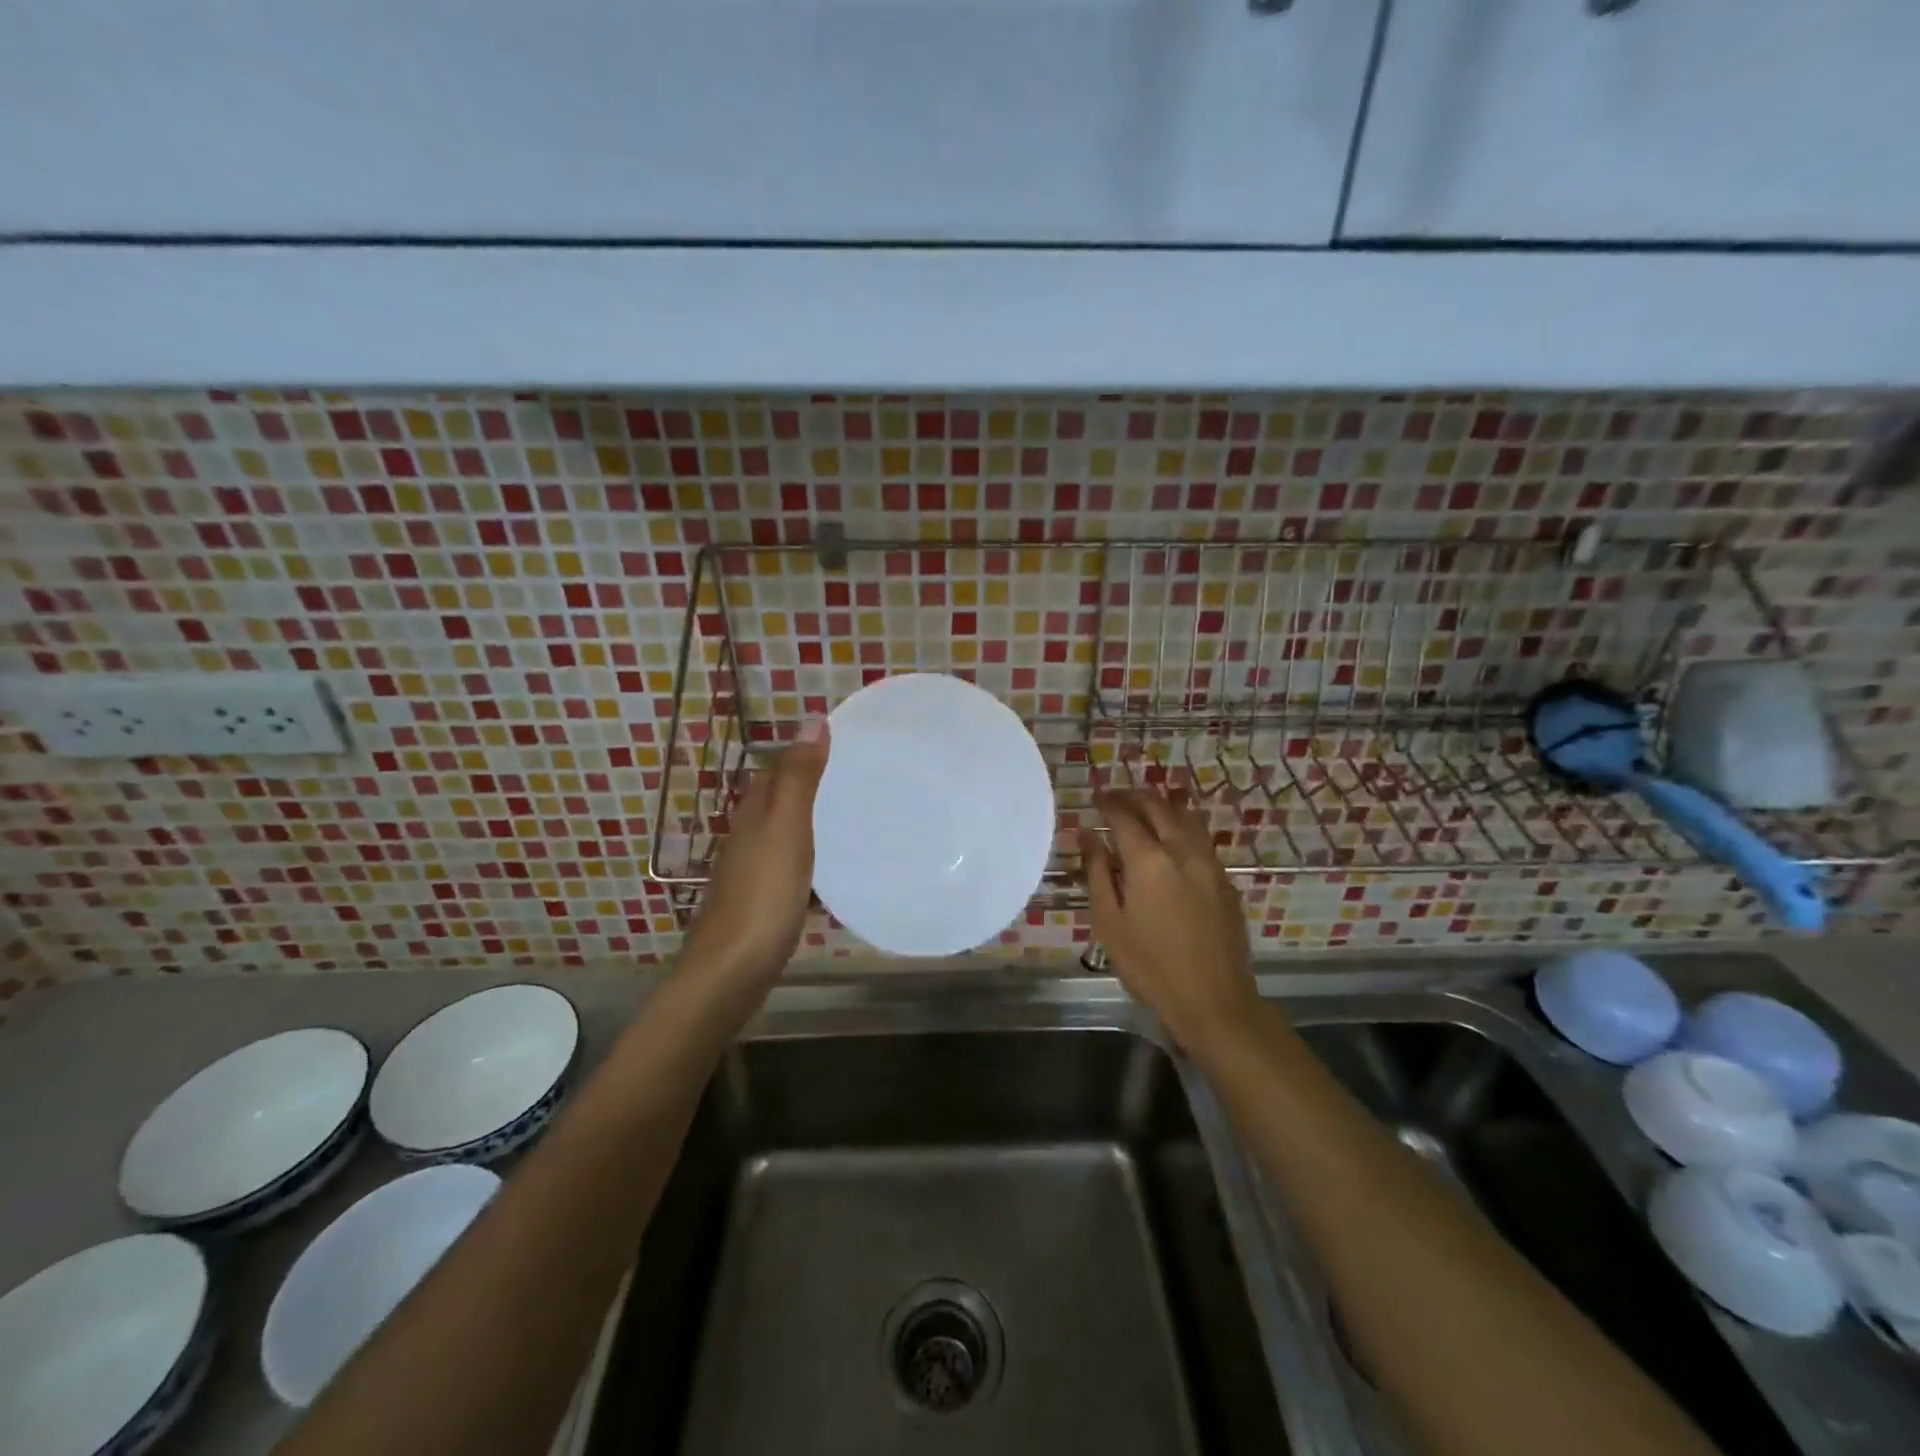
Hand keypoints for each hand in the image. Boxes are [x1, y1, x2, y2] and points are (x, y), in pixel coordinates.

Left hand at [681, 721, 829, 987]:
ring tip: (855, 824)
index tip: (843, 744)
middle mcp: (747, 838)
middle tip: (857, 782)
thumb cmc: (762, 897)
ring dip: (812, 827)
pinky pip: (791, 872)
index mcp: (753, 815)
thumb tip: (811, 720)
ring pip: (785, 838)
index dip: (803, 753)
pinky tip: (834, 879)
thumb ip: (799, 778)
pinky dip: (812, 866)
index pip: (775, 769)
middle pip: (779, 802)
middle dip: (811, 788)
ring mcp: (751, 874)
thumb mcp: (786, 830)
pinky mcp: (761, 905)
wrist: (730, 974)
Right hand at [1079, 787, 1259, 1056]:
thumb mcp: (1109, 923)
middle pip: (1159, 807)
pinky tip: (1173, 837)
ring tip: (1146, 808)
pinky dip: (1183, 825)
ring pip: (1186, 817)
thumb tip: (1086, 835)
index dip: (1108, 802)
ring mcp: (1210, 864)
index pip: (1125, 815)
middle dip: (1135, 797)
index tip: (1095, 797)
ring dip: (1163, 806)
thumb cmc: (1150, 966)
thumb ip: (1097, 872)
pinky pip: (1201, 838)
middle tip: (1117, 798)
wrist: (1214, 1002)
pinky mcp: (1226, 881)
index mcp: (1149, 861)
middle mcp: (1182, 852)